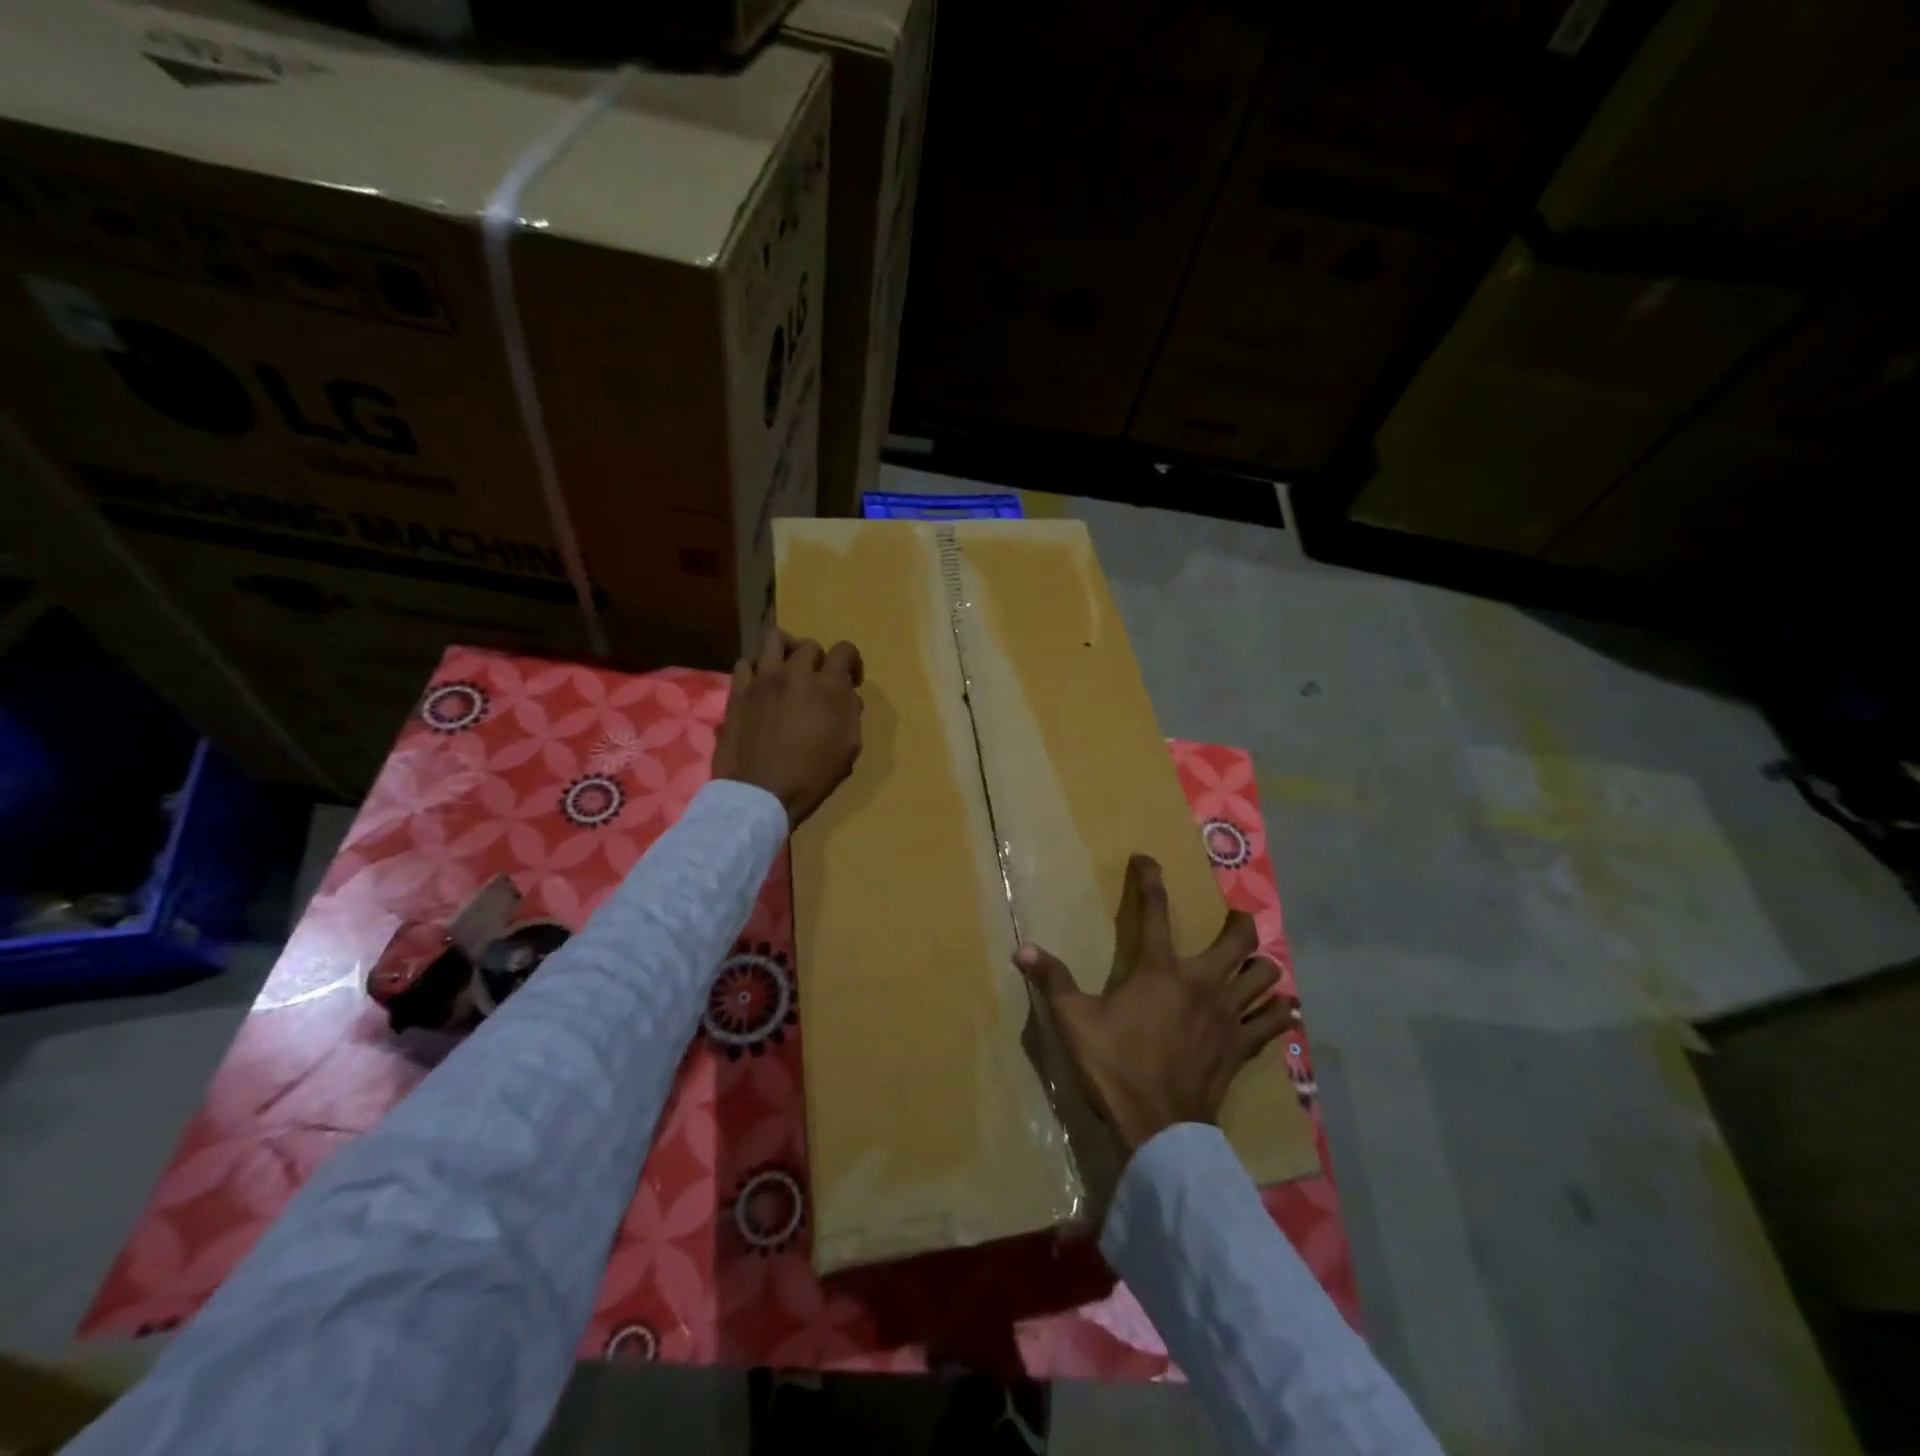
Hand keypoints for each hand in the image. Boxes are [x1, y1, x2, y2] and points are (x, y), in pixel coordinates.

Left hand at [712, 629, 863, 827]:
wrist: (761, 793)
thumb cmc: (812, 776)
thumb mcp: (849, 749)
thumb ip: (852, 714)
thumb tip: (848, 695)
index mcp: (827, 687)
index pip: (844, 650)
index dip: (852, 662)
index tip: (851, 681)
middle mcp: (794, 674)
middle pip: (809, 645)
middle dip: (820, 660)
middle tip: (819, 682)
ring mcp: (762, 680)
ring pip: (774, 640)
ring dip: (787, 651)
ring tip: (788, 671)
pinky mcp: (738, 692)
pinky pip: (746, 663)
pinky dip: (757, 668)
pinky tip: (762, 685)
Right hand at [1015, 854, 1287, 1153]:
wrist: (1158, 1126)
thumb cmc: (1115, 1066)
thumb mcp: (1074, 1021)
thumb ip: (1053, 980)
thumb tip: (1021, 949)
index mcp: (1159, 970)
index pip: (1156, 910)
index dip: (1150, 879)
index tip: (1147, 859)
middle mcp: (1202, 982)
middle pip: (1239, 938)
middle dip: (1238, 921)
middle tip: (1230, 920)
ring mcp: (1228, 1015)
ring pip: (1265, 976)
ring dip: (1260, 966)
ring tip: (1250, 966)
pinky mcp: (1243, 1046)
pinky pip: (1273, 1022)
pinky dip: (1278, 1012)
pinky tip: (1278, 1010)